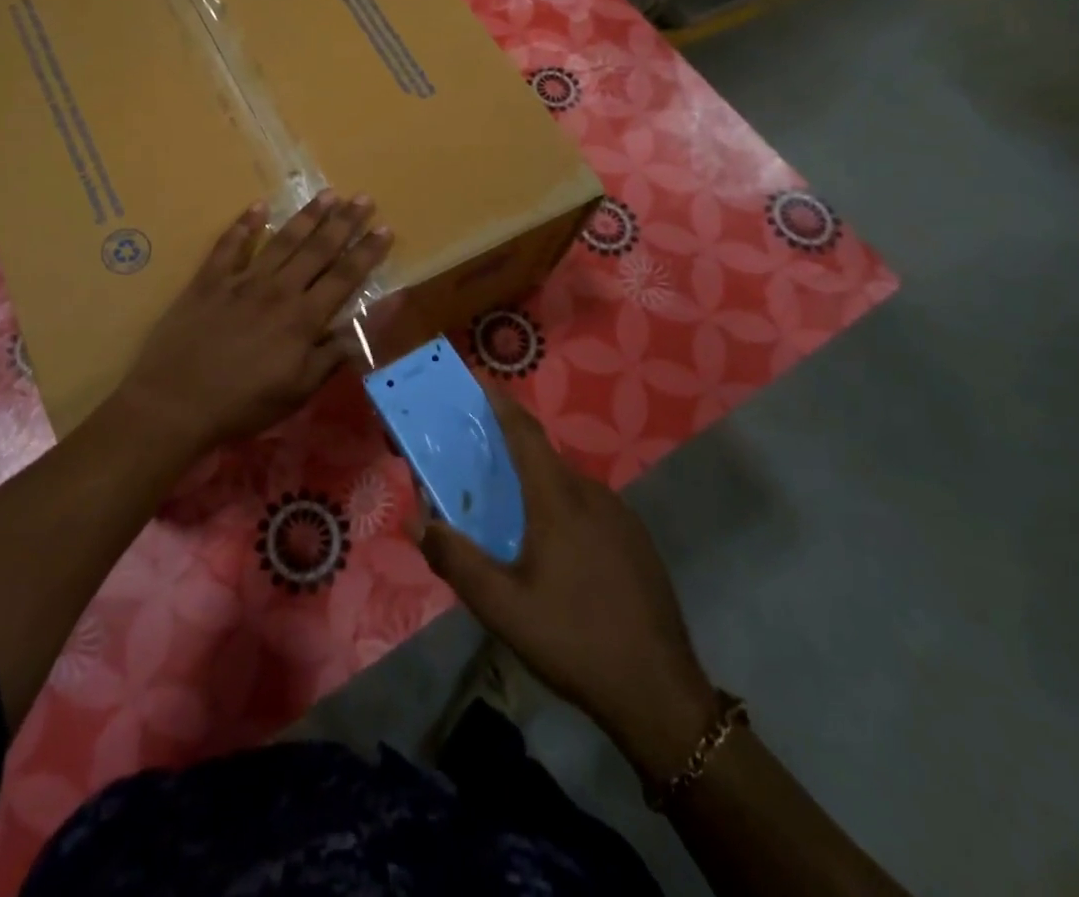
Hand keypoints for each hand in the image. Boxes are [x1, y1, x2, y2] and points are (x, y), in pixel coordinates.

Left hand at [117, 192, 391, 458]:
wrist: (175, 403)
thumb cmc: (244, 404)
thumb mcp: (300, 389)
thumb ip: (337, 351)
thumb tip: (372, 321)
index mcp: (303, 318)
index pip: (344, 277)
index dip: (367, 252)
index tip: (386, 228)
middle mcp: (278, 290)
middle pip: (318, 250)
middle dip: (344, 222)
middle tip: (363, 198)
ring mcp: (241, 281)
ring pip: (282, 240)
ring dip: (307, 216)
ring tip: (328, 194)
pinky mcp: (209, 281)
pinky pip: (229, 245)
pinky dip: (244, 225)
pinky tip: (258, 207)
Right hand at [419, 388, 717, 781]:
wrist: (660, 695)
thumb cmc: (573, 640)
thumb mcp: (502, 608)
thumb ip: (456, 560)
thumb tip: (419, 522)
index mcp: (558, 498)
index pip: (524, 432)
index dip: (499, 403)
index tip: (476, 382)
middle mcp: (591, 494)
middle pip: (542, 458)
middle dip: (507, 453)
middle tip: (475, 467)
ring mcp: (620, 517)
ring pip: (566, 486)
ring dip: (534, 487)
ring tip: (508, 517)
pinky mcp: (636, 542)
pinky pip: (587, 509)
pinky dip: (560, 510)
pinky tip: (552, 553)